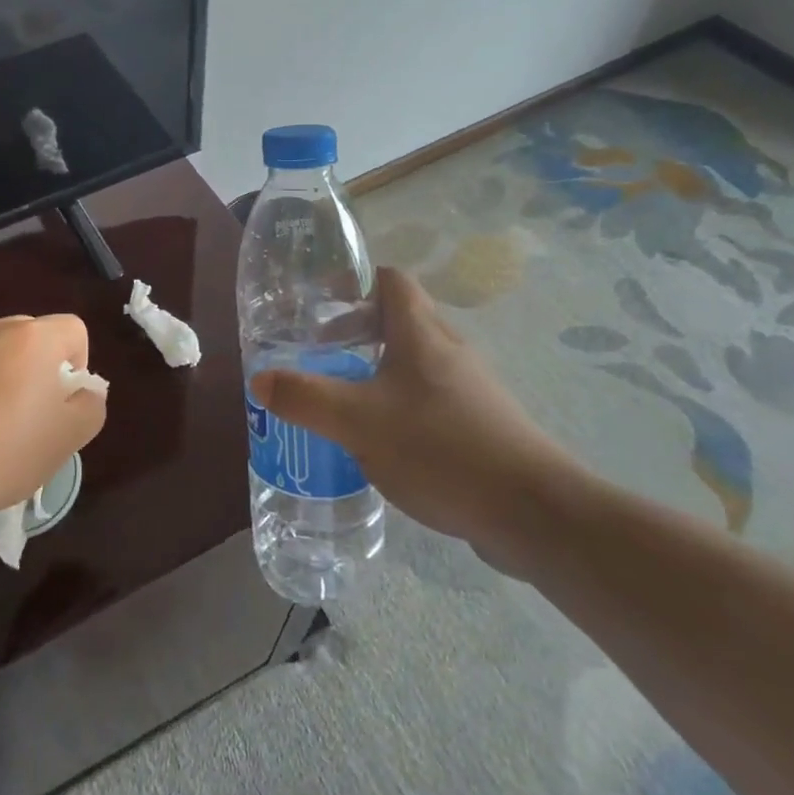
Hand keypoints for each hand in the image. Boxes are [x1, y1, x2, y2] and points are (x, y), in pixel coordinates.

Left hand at [0, 315, 105, 522]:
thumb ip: (91, 404)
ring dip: (3, 377)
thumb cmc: (6, 451)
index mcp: (34, 337)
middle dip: (39, 368)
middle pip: (33, 337)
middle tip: (31, 415)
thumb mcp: (70, 437)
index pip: (73, 329)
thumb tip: (82, 391)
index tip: (61, 403)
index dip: (78, 364)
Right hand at [250, 268, 583, 567]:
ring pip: (417, 361)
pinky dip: (401, 404)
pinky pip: (432, 398)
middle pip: (402, 320)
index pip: (392, 281)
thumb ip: (305, 398)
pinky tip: (382, 441)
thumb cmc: (440, 448)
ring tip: (344, 397)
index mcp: (421, 335)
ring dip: (379, 369)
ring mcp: (471, 390)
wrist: (533, 513)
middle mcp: (449, 351)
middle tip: (321, 351)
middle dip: (358, 329)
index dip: (355, 282)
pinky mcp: (482, 426)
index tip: (321, 300)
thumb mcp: (357, 422)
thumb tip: (260, 378)